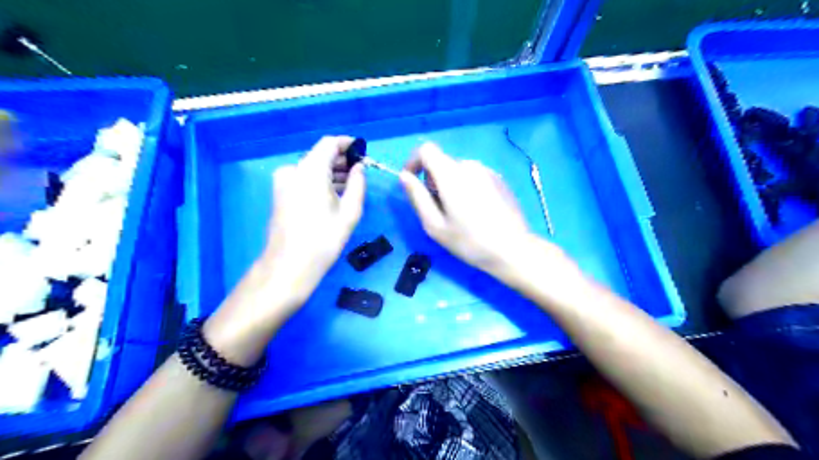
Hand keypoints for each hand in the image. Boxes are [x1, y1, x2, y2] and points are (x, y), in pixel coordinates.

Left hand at [261, 135, 366, 302]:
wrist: (289, 265)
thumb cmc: (324, 239)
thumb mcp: (350, 211)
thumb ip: (358, 183)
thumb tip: (360, 167)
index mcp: (310, 170)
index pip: (329, 143)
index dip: (347, 144)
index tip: (363, 151)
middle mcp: (293, 170)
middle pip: (319, 156)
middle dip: (341, 161)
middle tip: (361, 172)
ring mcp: (283, 182)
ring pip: (312, 169)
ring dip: (331, 173)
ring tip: (351, 185)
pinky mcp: (280, 194)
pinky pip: (303, 180)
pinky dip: (320, 182)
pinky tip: (334, 195)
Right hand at [400, 142, 542, 280]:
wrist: (513, 249)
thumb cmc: (469, 241)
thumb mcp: (434, 225)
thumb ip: (417, 197)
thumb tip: (404, 176)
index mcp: (452, 174)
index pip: (426, 149)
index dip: (414, 162)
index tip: (412, 183)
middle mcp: (470, 165)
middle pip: (442, 162)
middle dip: (433, 180)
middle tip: (438, 209)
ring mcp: (488, 171)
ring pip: (458, 170)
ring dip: (450, 184)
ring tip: (458, 213)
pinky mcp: (500, 179)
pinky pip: (474, 176)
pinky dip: (466, 187)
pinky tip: (476, 211)